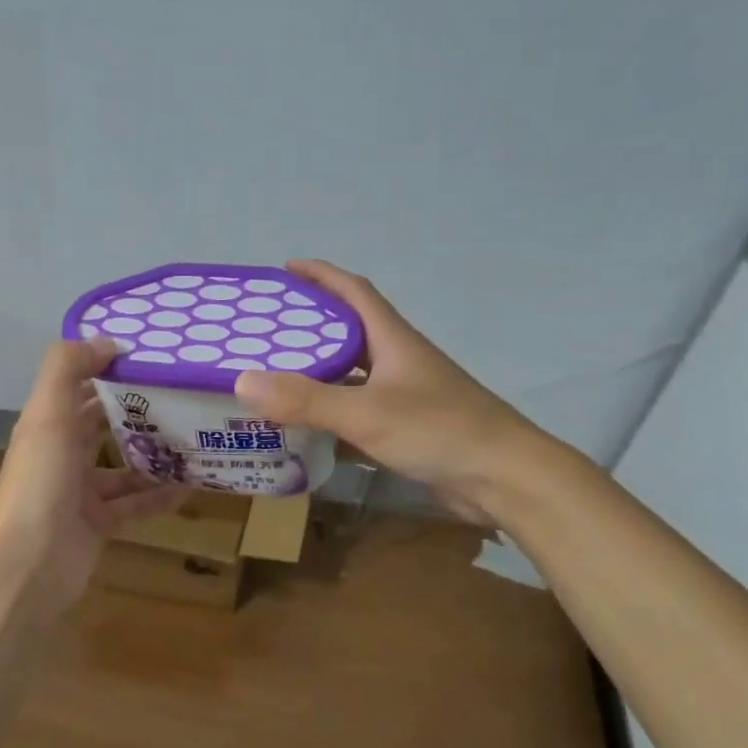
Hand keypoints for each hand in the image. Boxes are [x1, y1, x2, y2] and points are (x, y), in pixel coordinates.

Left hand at [0, 338, 189, 613]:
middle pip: (103, 427)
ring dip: (153, 456)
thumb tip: (106, 341)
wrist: (27, 564)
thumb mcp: (48, 414)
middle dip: (138, 412)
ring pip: (123, 468)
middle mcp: (62, 456)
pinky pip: (134, 506)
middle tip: (183, 397)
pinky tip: (191, 486)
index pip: (81, 389)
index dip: (110, 372)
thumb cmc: (40, 482)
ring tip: (195, 439)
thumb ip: (68, 368)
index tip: (154, 360)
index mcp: (48, 426)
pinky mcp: (98, 526)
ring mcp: (80, 494)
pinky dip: (158, 497)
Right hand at [234, 260, 551, 524]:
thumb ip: (306, 400)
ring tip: (274, 378)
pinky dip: (332, 417)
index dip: (322, 276)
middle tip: (265, 332)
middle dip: (309, 326)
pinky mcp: (407, 429)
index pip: (354, 292)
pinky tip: (306, 430)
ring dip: (318, 374)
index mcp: (393, 340)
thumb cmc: (440, 431)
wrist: (505, 478)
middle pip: (349, 332)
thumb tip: (242, 380)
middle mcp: (398, 361)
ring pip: (352, 376)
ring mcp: (404, 396)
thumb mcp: (366, 413)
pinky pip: (358, 413)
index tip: (286, 269)